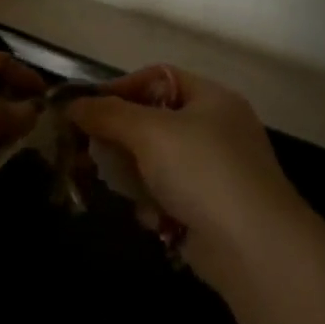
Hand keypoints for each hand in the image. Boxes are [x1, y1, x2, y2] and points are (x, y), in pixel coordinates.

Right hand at [69, 66, 306, 290]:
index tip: (85, 110)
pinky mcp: (207, 208)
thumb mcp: (150, 132)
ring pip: (153, 162)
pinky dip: (155, 205)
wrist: (252, 246)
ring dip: (134, 177)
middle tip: (86, 152)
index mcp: (210, 99)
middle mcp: (214, 129)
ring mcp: (213, 171)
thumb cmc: (202, 172)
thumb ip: (107, 114)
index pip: (156, 78)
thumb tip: (72, 104)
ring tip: (124, 190)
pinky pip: (166, 195)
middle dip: (119, 139)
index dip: (119, 89)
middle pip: (151, 122)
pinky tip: (155, 218)